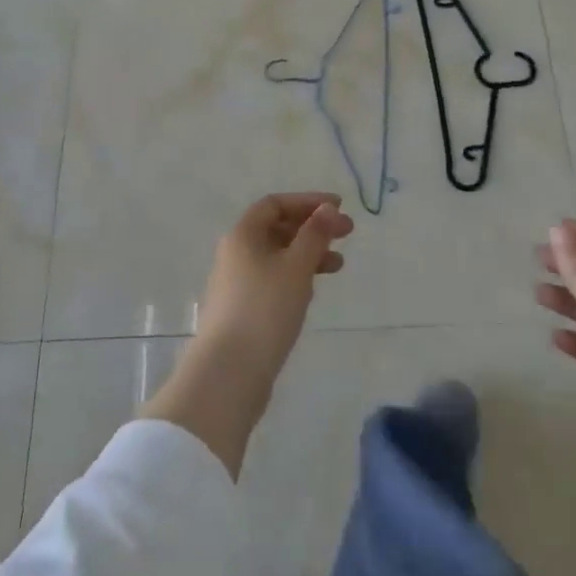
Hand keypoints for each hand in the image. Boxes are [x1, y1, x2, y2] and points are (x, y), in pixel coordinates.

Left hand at [142, 193, 353, 477]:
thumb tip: (328, 208)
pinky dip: (296, 276)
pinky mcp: (242, 310)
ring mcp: (237, 283)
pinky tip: (312, 290)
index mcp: (243, 235)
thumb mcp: (296, 266)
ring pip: (277, 256)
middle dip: (312, 228)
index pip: (275, 204)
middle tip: (347, 235)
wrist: (229, 373)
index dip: (308, 202)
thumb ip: (315, 235)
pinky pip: (273, 280)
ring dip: (308, 254)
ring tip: (338, 266)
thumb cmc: (265, 309)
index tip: (338, 208)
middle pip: (277, 228)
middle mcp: (236, 253)